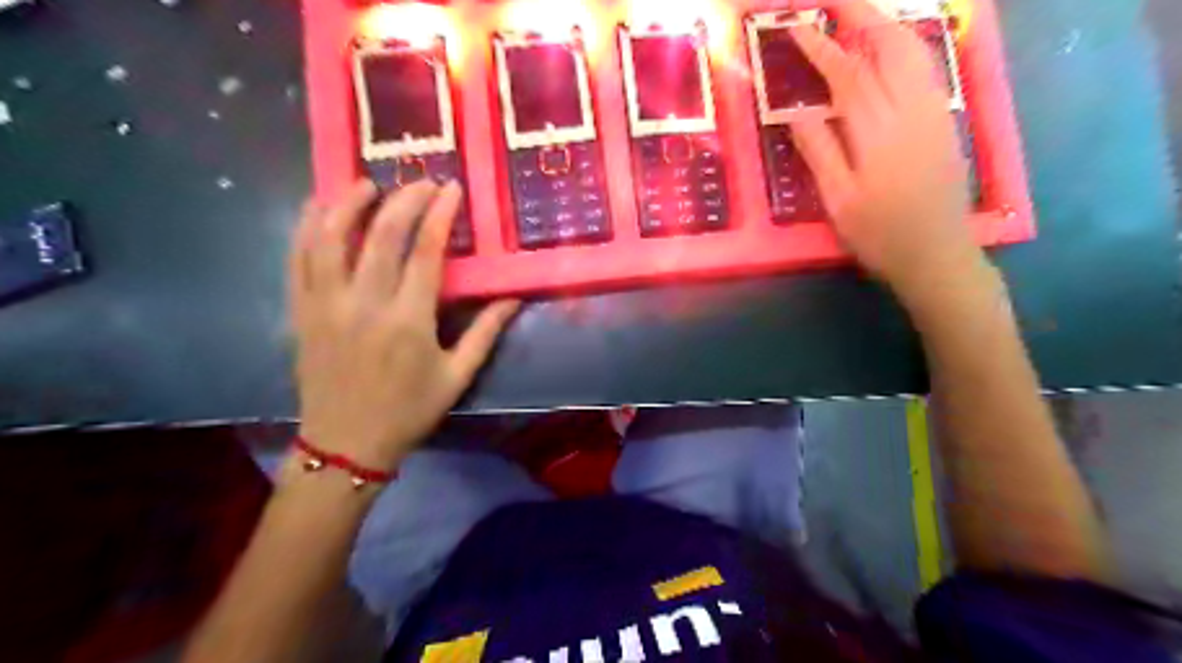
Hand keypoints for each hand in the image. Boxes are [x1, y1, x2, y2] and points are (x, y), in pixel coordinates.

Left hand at [292, 181, 518, 471]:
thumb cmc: (409, 411)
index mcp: (408, 321)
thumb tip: (513, 298)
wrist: (347, 443)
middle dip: (403, 199)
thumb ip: (485, 333)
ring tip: (367, 183)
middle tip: (419, 180)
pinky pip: (297, 260)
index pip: (425, 252)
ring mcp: (326, 305)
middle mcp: (364, 304)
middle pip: (381, 235)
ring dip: (348, 202)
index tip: (449, 189)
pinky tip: (320, 208)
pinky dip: (307, 228)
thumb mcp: (457, 376)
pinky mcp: (301, 311)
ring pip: (330, 238)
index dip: (439, 214)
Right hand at [787, 1, 984, 300]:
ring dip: (885, 28)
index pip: (848, 75)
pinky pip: (925, 69)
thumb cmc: (880, 234)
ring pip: (913, 54)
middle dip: (863, 17)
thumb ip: (819, 153)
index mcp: (878, 133)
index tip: (799, 27)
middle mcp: (911, 112)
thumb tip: (795, 113)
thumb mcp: (839, 201)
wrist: (937, 254)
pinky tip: (889, 51)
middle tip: (835, 3)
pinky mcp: (943, 122)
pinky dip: (904, 48)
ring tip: (858, 18)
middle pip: (890, 48)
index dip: (822, 48)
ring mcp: (933, 114)